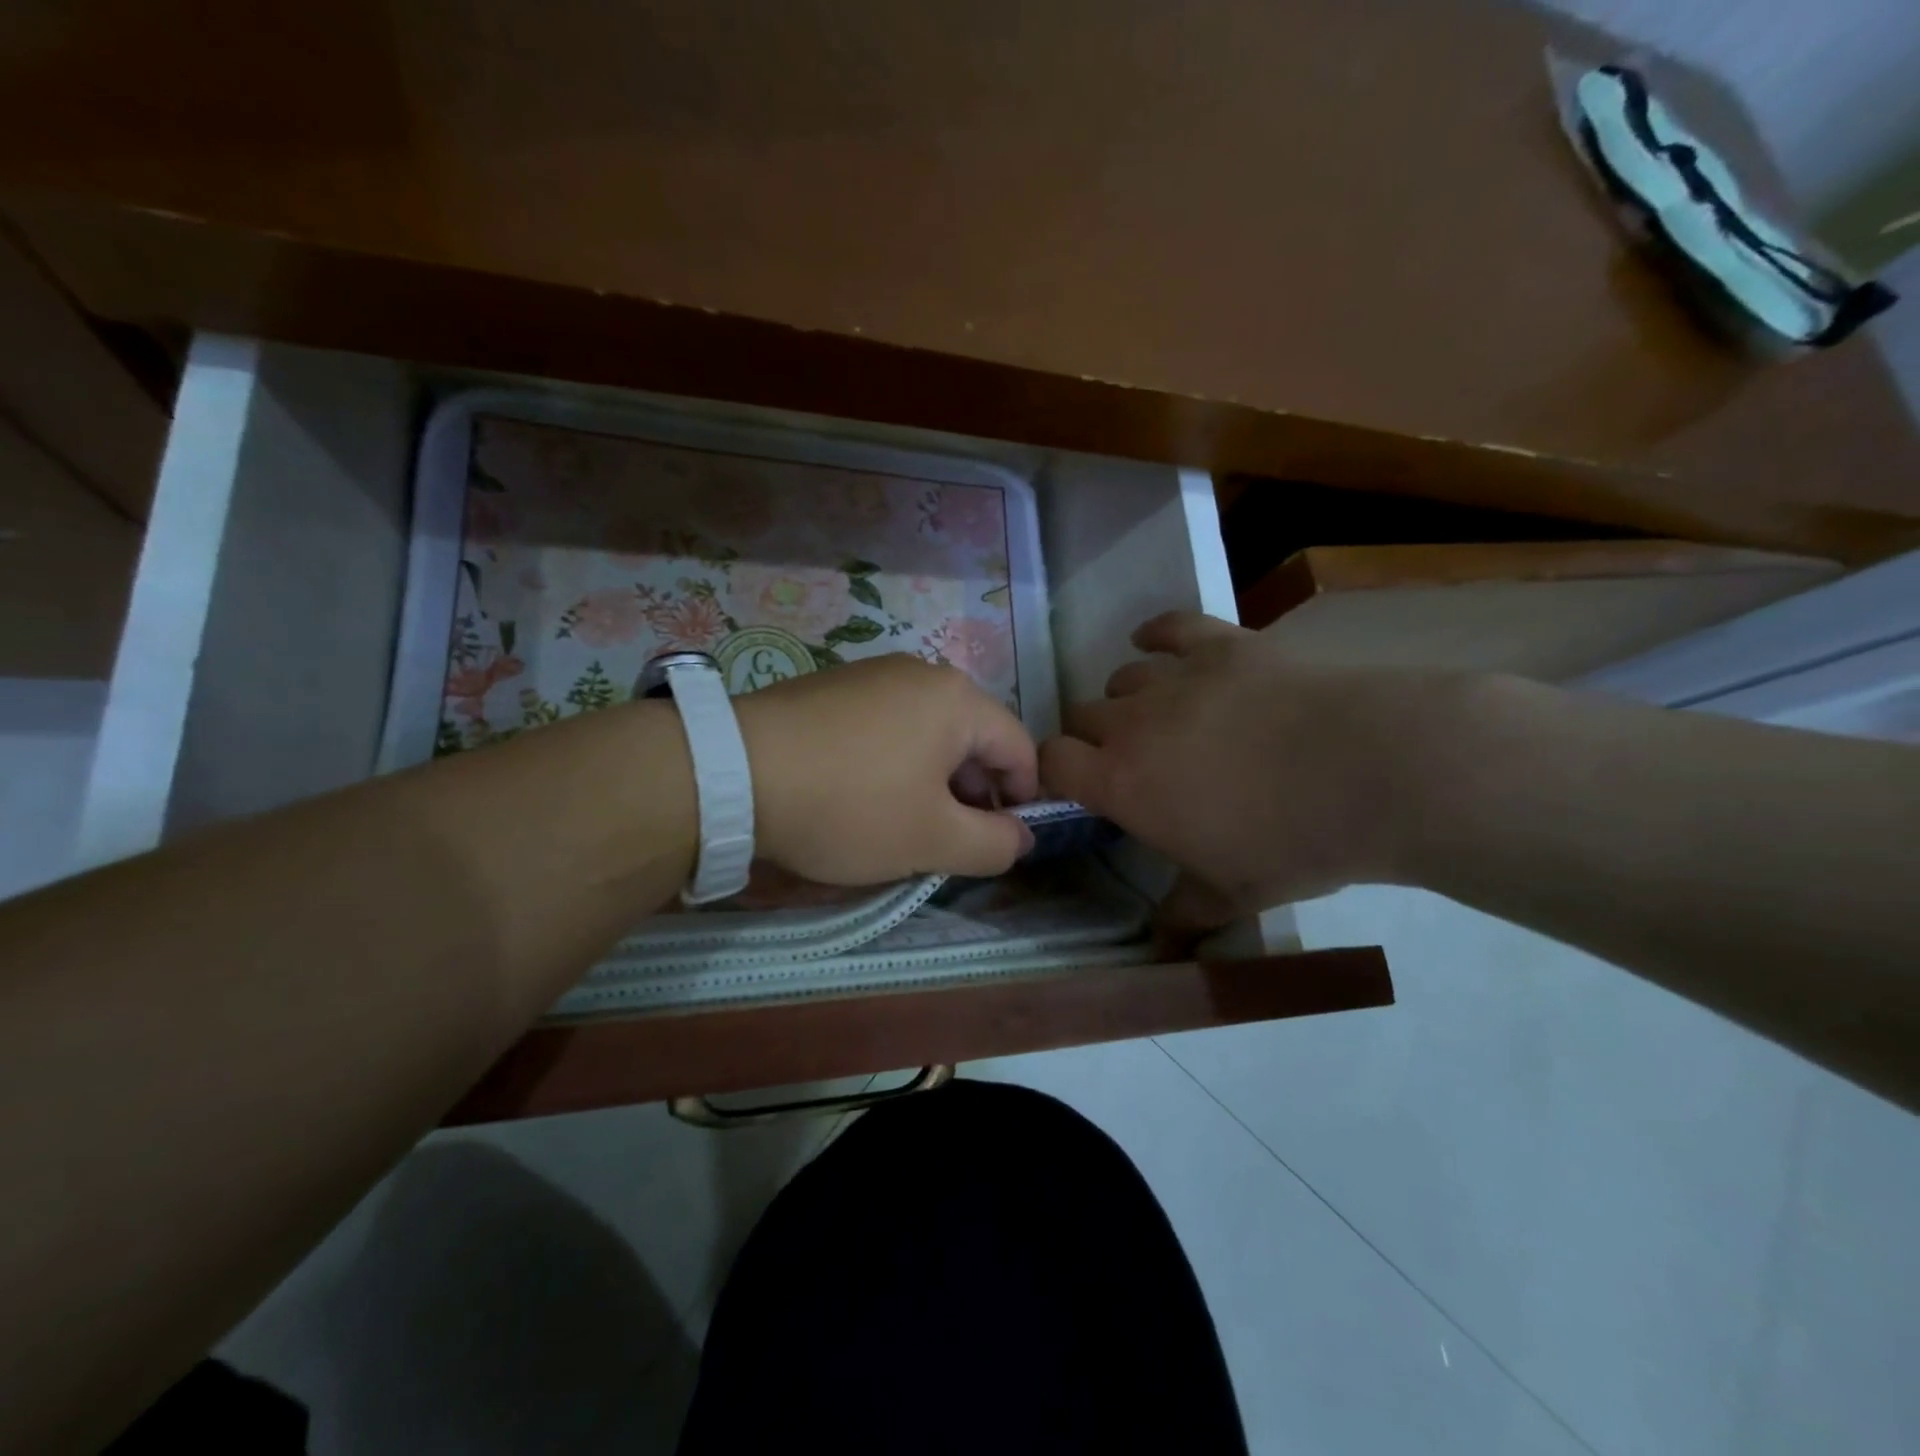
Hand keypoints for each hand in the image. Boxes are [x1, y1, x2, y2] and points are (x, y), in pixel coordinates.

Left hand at [736, 654, 1038, 884]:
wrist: (731, 772)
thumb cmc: (849, 806)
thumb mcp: (932, 840)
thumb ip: (993, 844)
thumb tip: (1022, 837)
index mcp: (958, 700)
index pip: (1020, 749)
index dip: (1023, 799)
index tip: (1001, 842)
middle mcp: (921, 673)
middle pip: (973, 738)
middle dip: (973, 793)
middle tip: (949, 841)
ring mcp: (872, 675)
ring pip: (928, 733)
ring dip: (931, 781)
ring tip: (902, 823)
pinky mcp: (832, 687)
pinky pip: (886, 726)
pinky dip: (893, 763)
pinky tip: (860, 795)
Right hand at [1038, 612, 1445, 929]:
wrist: (1373, 772)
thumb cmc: (1292, 843)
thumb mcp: (1232, 894)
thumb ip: (1184, 914)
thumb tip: (1163, 945)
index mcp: (1122, 781)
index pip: (1053, 762)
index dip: (1056, 772)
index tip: (1080, 788)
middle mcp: (1133, 723)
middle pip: (1083, 715)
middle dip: (1094, 738)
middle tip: (1130, 762)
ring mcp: (1176, 677)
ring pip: (1123, 677)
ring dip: (1129, 699)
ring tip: (1157, 716)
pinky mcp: (1220, 645)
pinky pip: (1170, 627)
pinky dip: (1157, 635)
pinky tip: (1155, 642)